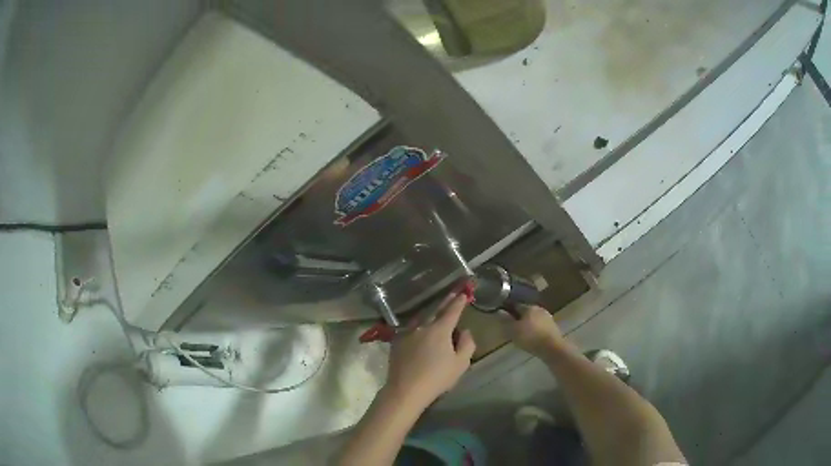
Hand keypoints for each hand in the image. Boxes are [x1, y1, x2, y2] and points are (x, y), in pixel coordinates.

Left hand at [384, 294, 476, 408]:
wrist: (406, 390)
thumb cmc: (437, 378)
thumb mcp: (461, 364)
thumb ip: (467, 344)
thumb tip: (464, 331)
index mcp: (439, 329)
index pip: (452, 311)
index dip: (459, 302)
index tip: (464, 294)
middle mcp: (422, 326)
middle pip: (435, 310)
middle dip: (445, 302)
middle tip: (452, 294)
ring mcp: (407, 332)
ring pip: (421, 318)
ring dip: (430, 312)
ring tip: (437, 310)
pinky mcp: (397, 341)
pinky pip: (410, 328)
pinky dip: (418, 325)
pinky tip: (419, 328)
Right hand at [504, 305, 565, 357]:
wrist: (552, 348)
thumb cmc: (531, 338)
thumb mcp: (513, 330)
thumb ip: (505, 320)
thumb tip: (499, 311)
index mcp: (529, 307)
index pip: (515, 305)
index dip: (508, 310)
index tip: (502, 318)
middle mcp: (539, 309)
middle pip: (525, 312)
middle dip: (518, 318)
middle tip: (510, 328)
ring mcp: (547, 318)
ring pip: (533, 319)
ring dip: (527, 325)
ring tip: (520, 335)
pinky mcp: (552, 327)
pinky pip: (539, 326)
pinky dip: (534, 330)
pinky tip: (531, 338)